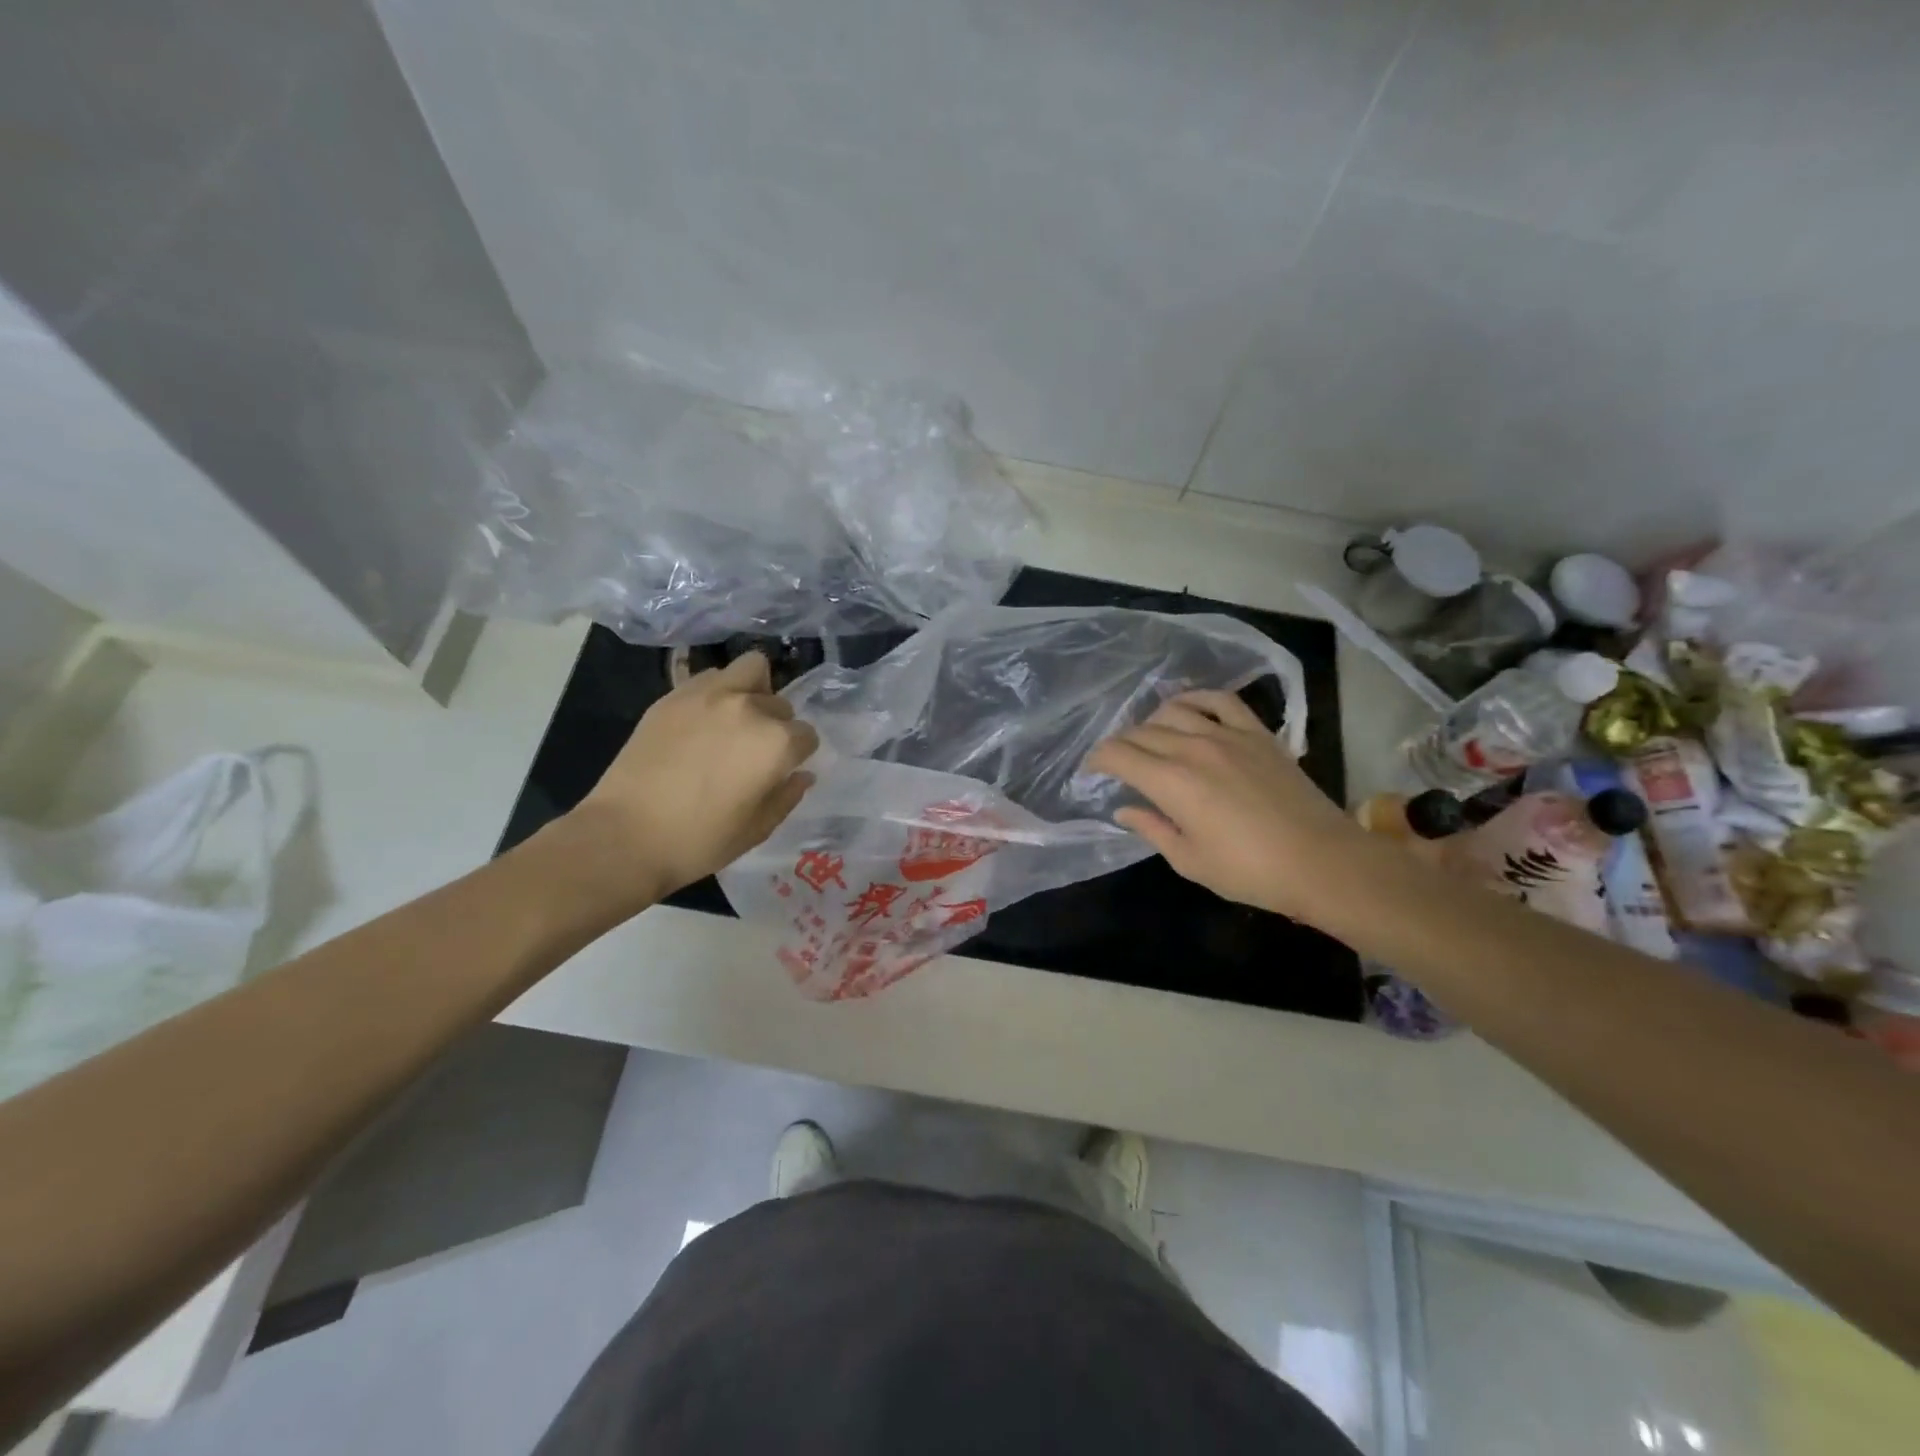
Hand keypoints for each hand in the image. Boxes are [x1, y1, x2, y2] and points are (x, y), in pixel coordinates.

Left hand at [569, 652, 818, 905]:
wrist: (625, 835)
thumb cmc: (700, 841)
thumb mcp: (758, 829)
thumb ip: (787, 796)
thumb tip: (802, 775)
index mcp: (776, 743)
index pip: (807, 735)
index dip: (798, 756)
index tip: (781, 771)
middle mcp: (749, 708)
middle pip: (781, 704)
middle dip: (777, 725)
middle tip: (754, 750)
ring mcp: (709, 695)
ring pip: (751, 670)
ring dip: (753, 691)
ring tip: (736, 719)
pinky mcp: (674, 695)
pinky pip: (711, 677)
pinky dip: (718, 691)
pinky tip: (703, 720)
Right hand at [1085, 690, 1372, 922]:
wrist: (1322, 861)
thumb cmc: (1250, 871)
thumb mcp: (1190, 860)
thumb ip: (1152, 829)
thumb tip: (1123, 810)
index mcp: (1171, 782)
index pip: (1118, 755)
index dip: (1098, 760)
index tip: (1092, 772)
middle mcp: (1193, 748)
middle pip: (1141, 732)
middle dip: (1121, 745)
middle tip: (1118, 763)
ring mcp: (1228, 735)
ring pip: (1174, 711)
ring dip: (1151, 722)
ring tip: (1149, 738)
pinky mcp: (1257, 733)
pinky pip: (1220, 700)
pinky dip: (1197, 698)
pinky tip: (1187, 707)